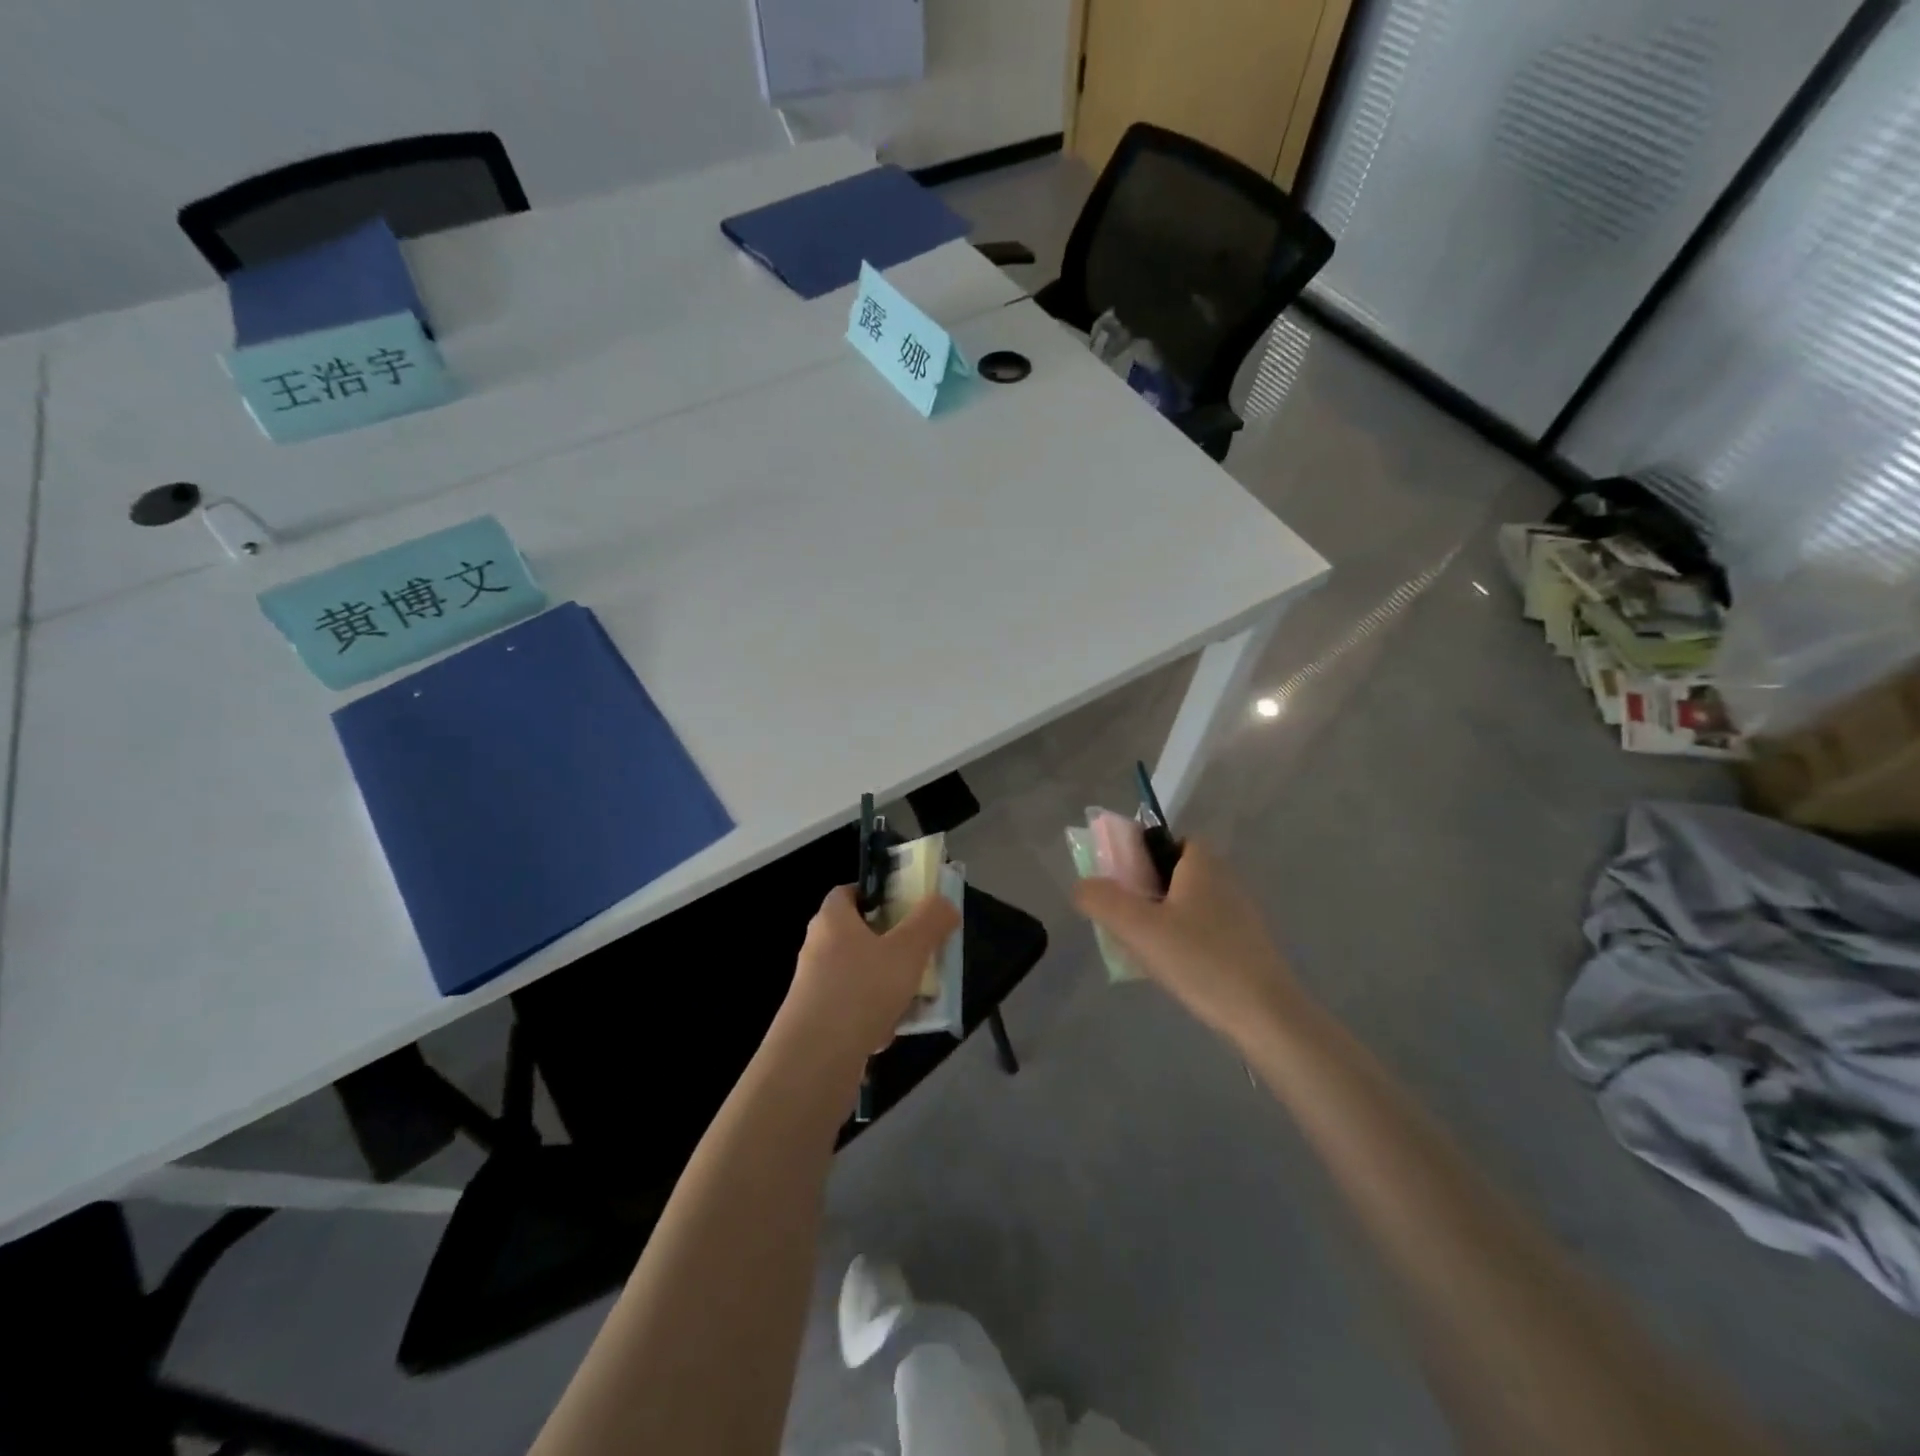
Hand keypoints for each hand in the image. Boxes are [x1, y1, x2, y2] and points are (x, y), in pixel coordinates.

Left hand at [781, 885, 960, 1065]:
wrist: (814, 1062)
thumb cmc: (861, 991)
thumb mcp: (907, 950)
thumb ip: (930, 921)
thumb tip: (943, 902)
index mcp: (832, 920)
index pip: (849, 892)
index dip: (878, 894)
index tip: (907, 907)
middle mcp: (818, 948)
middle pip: (859, 935)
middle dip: (893, 944)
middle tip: (921, 953)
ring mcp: (815, 987)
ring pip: (860, 975)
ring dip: (887, 984)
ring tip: (916, 996)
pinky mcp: (818, 1022)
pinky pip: (853, 1009)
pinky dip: (874, 1016)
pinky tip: (890, 1032)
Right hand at [1073, 839, 1301, 1041]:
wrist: (1266, 1016)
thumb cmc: (1201, 960)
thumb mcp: (1139, 928)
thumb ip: (1102, 900)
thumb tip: (1081, 886)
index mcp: (1202, 863)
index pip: (1164, 840)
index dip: (1137, 856)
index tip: (1119, 886)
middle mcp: (1224, 879)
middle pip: (1172, 873)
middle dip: (1144, 893)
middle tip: (1124, 922)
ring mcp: (1239, 913)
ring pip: (1186, 905)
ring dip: (1161, 921)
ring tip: (1143, 952)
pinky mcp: (1246, 945)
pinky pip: (1202, 931)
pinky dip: (1183, 942)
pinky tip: (1174, 970)